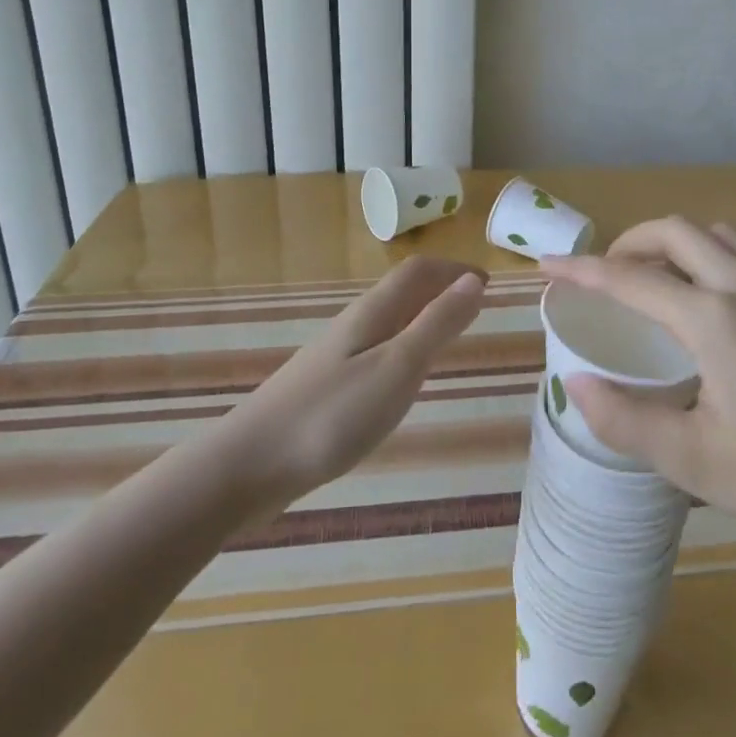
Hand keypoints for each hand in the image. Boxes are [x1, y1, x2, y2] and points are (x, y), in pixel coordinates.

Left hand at [218, 257, 485, 512]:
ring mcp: (335, 356)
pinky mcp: (325, 387)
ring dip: (421, 317)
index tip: (487, 283)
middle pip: (402, 291)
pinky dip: (401, 347)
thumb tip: (473, 281)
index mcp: (373, 313)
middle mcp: (354, 325)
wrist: (247, 466)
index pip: (417, 272)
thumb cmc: (331, 415)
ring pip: (387, 321)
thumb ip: (436, 325)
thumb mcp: (396, 369)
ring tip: (447, 338)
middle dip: (440, 289)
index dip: (453, 270)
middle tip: (475, 308)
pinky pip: (374, 350)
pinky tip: (400, 381)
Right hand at [542, 219, 735, 558]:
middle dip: (629, 242)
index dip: (582, 269)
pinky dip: (707, 254)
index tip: (546, 265)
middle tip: (604, 276)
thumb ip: (629, 421)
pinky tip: (709, 302)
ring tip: (653, 279)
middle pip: (674, 231)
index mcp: (714, 318)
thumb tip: (575, 383)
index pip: (631, 277)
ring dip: (673, 242)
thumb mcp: (700, 464)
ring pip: (714, 234)